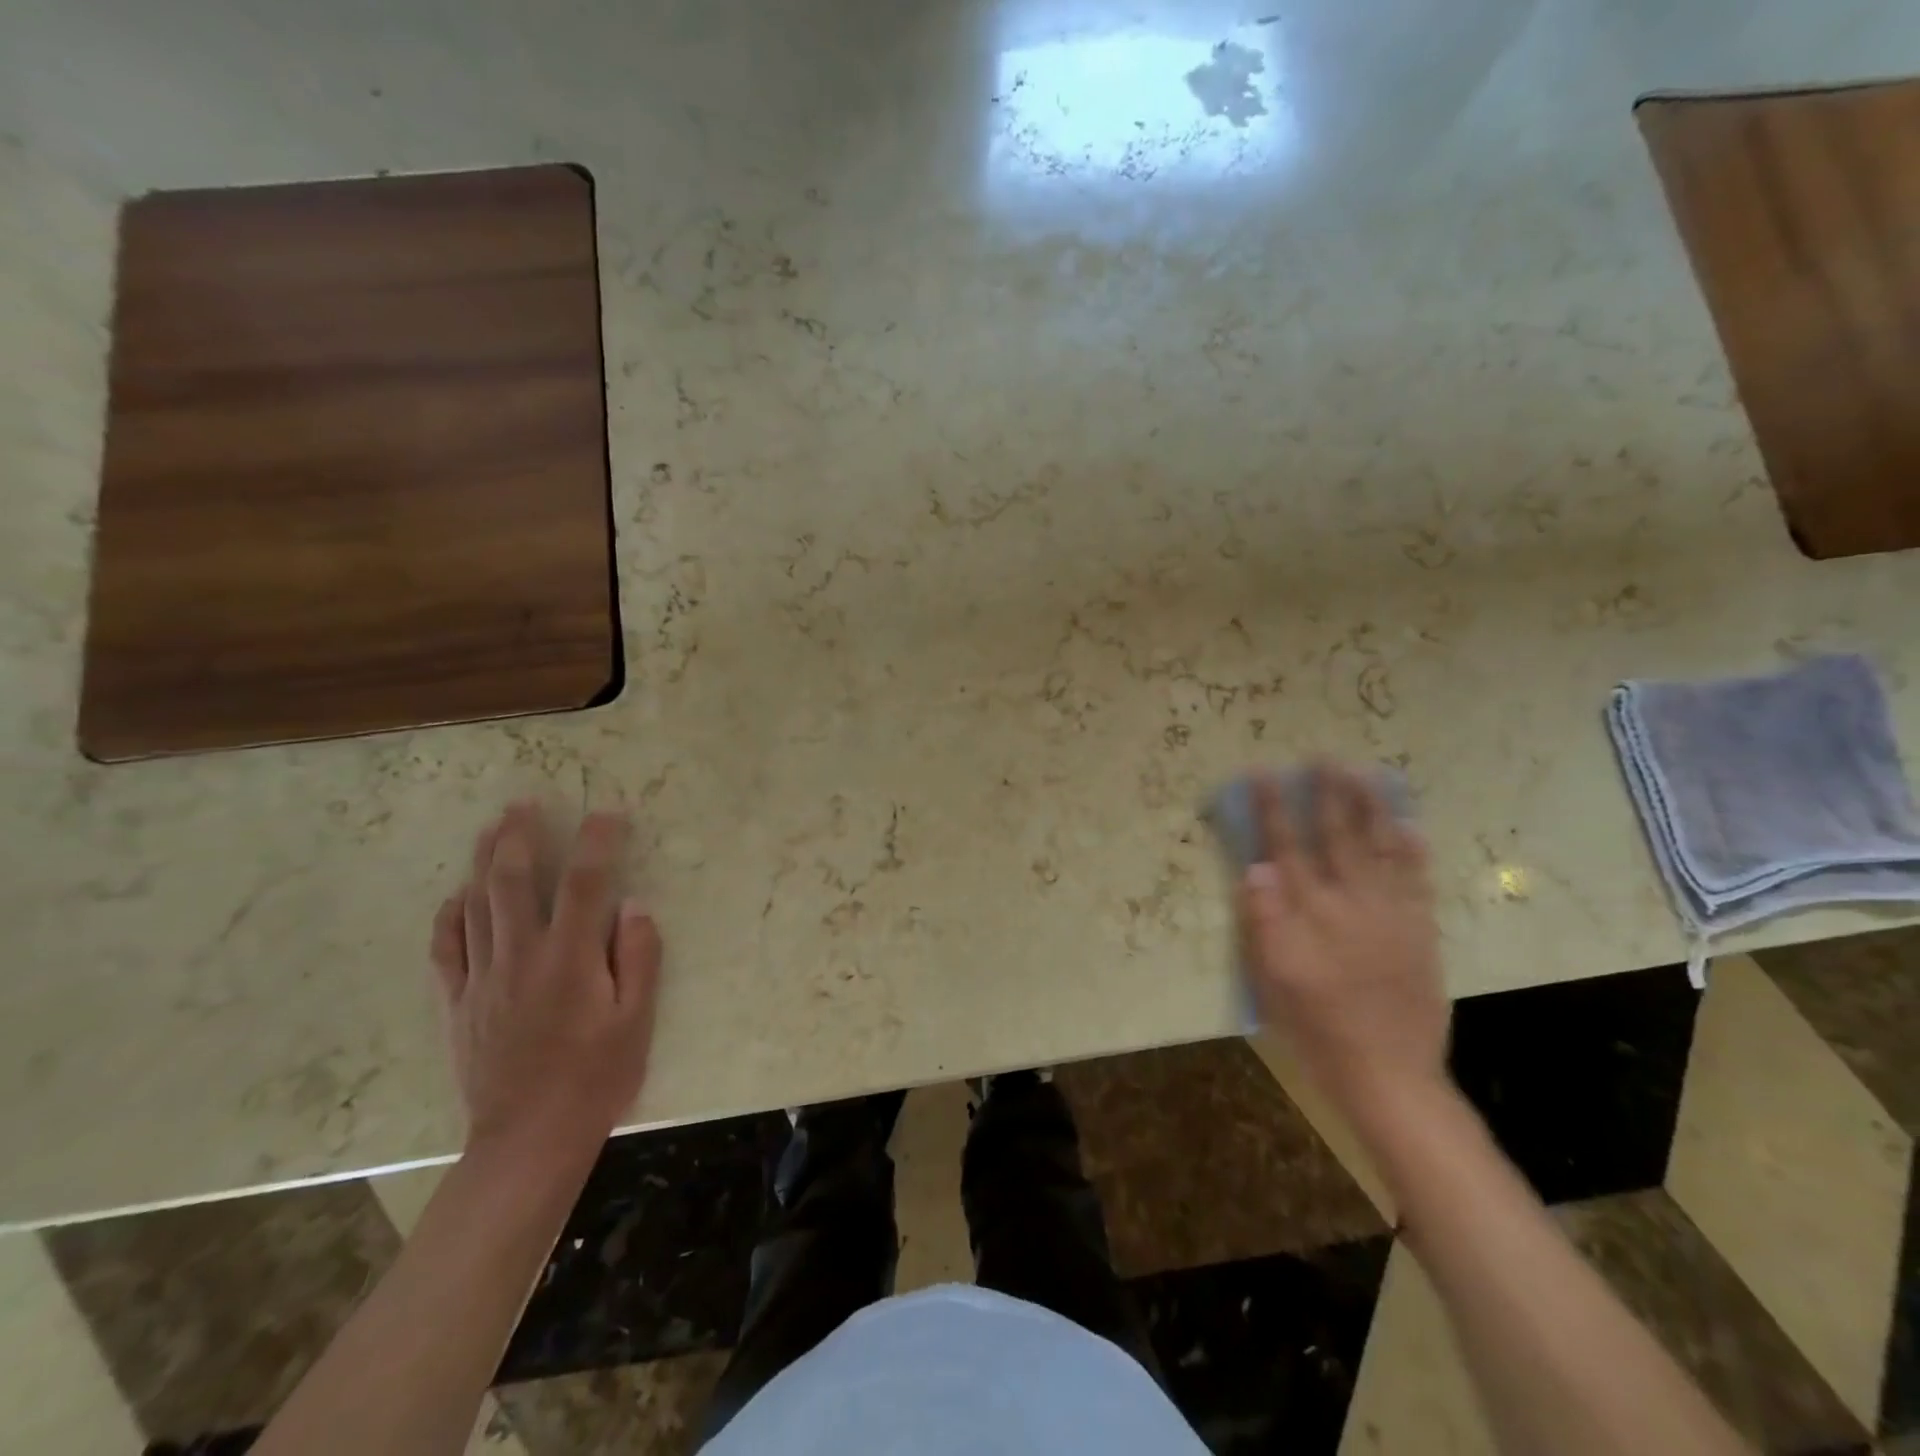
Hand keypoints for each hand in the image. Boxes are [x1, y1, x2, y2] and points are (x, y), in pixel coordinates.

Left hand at [430, 803, 662, 1165]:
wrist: (528, 1139)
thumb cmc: (596, 1078)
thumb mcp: (637, 1021)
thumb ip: (639, 958)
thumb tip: (633, 907)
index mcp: (570, 959)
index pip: (585, 882)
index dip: (597, 842)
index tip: (609, 815)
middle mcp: (521, 956)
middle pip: (513, 881)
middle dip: (519, 836)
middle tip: (523, 803)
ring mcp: (483, 978)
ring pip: (475, 906)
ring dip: (483, 861)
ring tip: (491, 829)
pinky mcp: (459, 1003)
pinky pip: (446, 949)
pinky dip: (449, 916)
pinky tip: (456, 896)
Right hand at [1238, 764, 1447, 1129]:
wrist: (1387, 1073)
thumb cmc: (1316, 1026)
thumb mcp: (1273, 978)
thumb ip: (1265, 920)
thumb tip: (1256, 869)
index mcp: (1311, 913)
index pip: (1287, 848)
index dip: (1272, 809)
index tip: (1263, 773)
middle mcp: (1353, 903)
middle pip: (1338, 837)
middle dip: (1328, 794)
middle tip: (1323, 757)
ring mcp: (1393, 915)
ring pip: (1381, 849)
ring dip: (1371, 809)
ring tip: (1364, 775)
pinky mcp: (1419, 932)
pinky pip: (1417, 881)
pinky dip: (1412, 851)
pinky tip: (1408, 827)